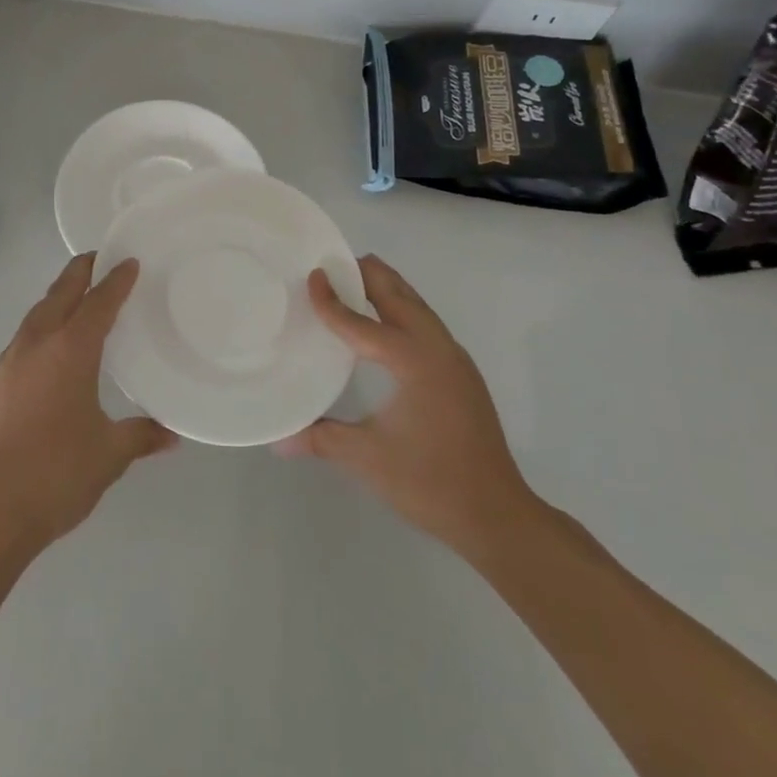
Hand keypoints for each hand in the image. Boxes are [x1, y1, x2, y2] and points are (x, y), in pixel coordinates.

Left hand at [0, 254, 176, 555]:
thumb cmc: (56, 473)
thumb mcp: (108, 454)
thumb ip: (141, 436)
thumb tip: (171, 435)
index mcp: (70, 349)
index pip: (98, 302)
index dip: (116, 280)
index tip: (131, 262)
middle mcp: (38, 342)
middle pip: (61, 292)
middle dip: (82, 271)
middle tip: (103, 259)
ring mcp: (13, 359)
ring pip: (40, 310)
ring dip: (61, 294)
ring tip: (81, 293)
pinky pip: (28, 331)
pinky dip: (46, 319)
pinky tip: (56, 339)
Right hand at [278, 254, 537, 562]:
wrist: (498, 515)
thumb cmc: (430, 482)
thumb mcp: (368, 458)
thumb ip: (321, 439)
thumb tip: (278, 440)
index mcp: (414, 360)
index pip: (363, 322)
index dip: (332, 301)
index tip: (311, 276)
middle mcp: (437, 348)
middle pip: (399, 295)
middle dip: (367, 274)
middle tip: (332, 261)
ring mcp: (455, 359)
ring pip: (417, 306)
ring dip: (387, 288)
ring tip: (355, 279)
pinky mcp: (461, 373)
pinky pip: (426, 323)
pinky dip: (402, 308)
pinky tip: (384, 324)